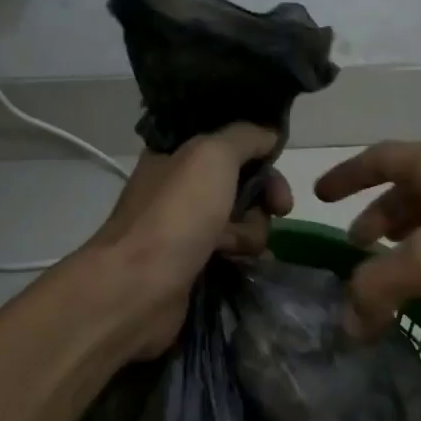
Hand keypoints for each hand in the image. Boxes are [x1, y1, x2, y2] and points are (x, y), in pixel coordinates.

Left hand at [87, 126, 293, 357]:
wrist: (140, 285)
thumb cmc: (176, 213)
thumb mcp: (212, 155)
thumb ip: (244, 137)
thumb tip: (270, 135)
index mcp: (175, 155)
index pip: (226, 142)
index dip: (256, 149)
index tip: (277, 160)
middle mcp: (180, 188)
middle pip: (240, 181)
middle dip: (264, 193)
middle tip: (280, 207)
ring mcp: (187, 228)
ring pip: (241, 219)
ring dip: (253, 230)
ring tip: (237, 245)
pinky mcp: (195, 263)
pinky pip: (234, 251)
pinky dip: (245, 255)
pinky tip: (248, 262)